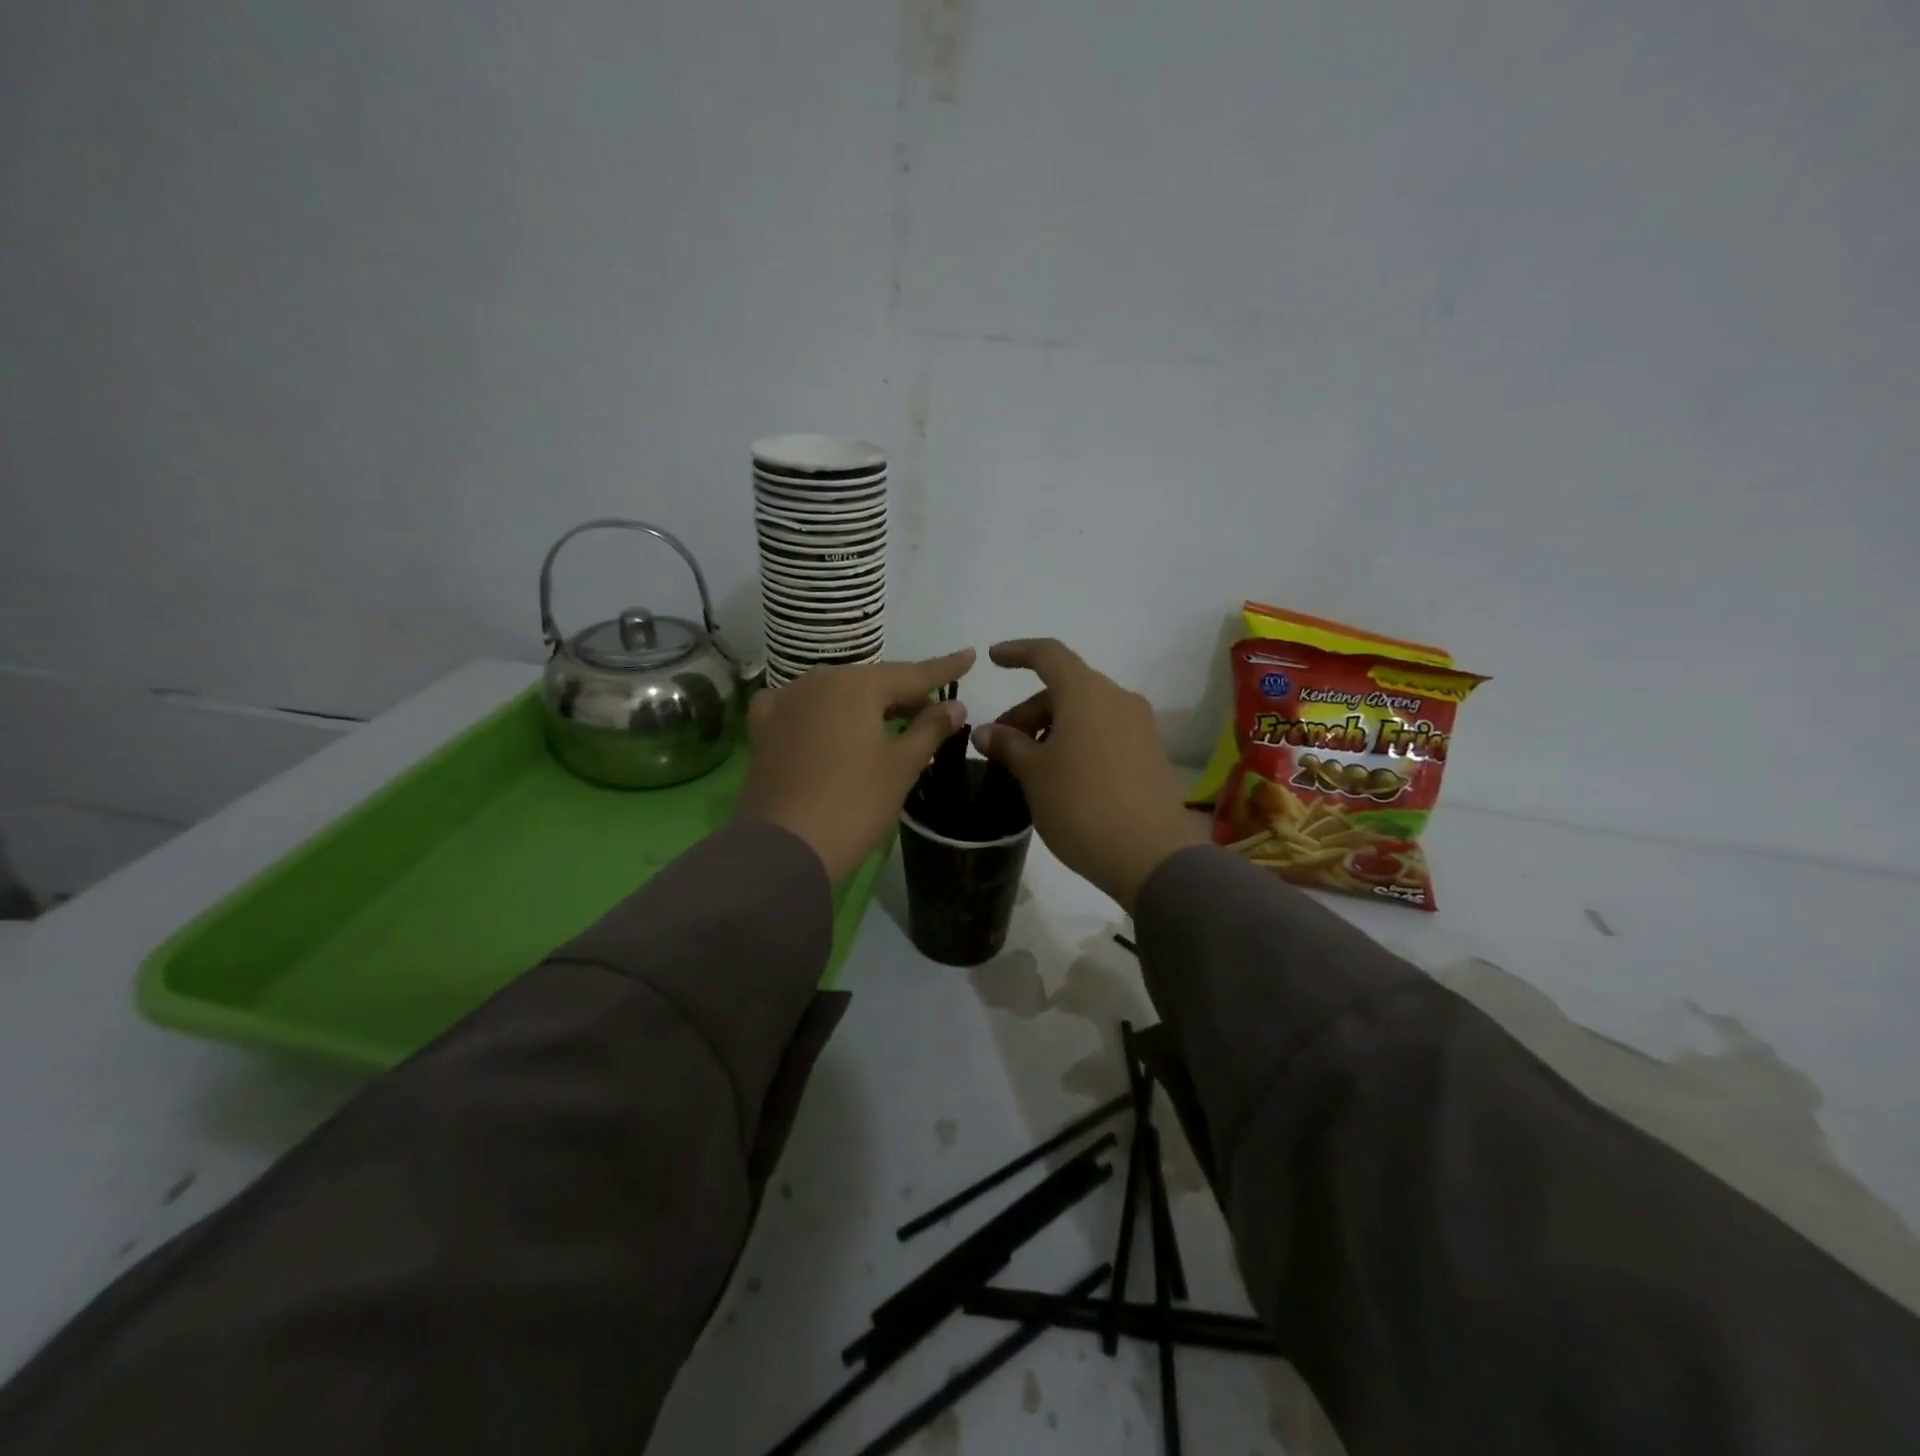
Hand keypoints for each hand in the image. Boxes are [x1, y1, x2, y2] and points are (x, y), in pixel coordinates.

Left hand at [737, 649, 974, 881]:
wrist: (783, 847)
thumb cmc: (854, 804)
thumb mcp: (901, 767)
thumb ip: (930, 729)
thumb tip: (955, 705)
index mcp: (857, 685)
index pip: (912, 673)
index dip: (944, 668)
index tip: (969, 656)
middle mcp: (819, 681)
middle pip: (872, 682)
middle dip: (903, 694)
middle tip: (931, 712)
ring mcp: (785, 702)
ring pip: (836, 693)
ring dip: (863, 704)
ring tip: (886, 723)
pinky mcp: (764, 729)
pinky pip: (798, 707)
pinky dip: (819, 711)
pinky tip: (822, 722)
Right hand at [971, 639, 1206, 910]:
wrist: (1151, 856)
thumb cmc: (1081, 805)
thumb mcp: (1034, 774)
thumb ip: (1008, 745)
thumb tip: (986, 731)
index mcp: (1087, 692)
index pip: (1049, 654)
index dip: (1018, 652)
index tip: (993, 660)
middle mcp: (1118, 699)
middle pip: (1065, 688)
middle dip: (1028, 709)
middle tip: (1002, 745)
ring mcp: (1140, 727)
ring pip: (1086, 712)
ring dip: (1052, 727)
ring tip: (1029, 765)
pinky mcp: (1151, 754)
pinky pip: (1105, 733)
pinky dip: (1077, 741)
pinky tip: (1062, 776)